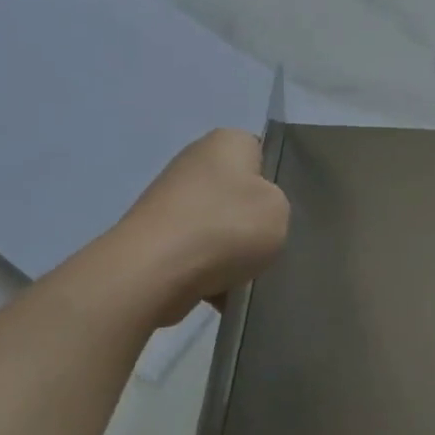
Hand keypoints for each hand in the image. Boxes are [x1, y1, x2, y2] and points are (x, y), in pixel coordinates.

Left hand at [119, 130, 289, 326]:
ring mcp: (170, 199)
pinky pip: (196, 252)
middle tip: (268, 244)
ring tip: (244, 275)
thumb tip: (254, 216)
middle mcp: (195, 161)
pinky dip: (208, 271)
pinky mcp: (155, 235)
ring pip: (219, 226)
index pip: (262, 154)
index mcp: (227, 142)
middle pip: (239, 194)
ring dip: (231, 251)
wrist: (153, 271)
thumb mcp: (280, 210)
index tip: (281, 210)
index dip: (276, 183)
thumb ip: (278, 205)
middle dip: (251, 222)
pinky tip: (220, 292)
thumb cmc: (225, 228)